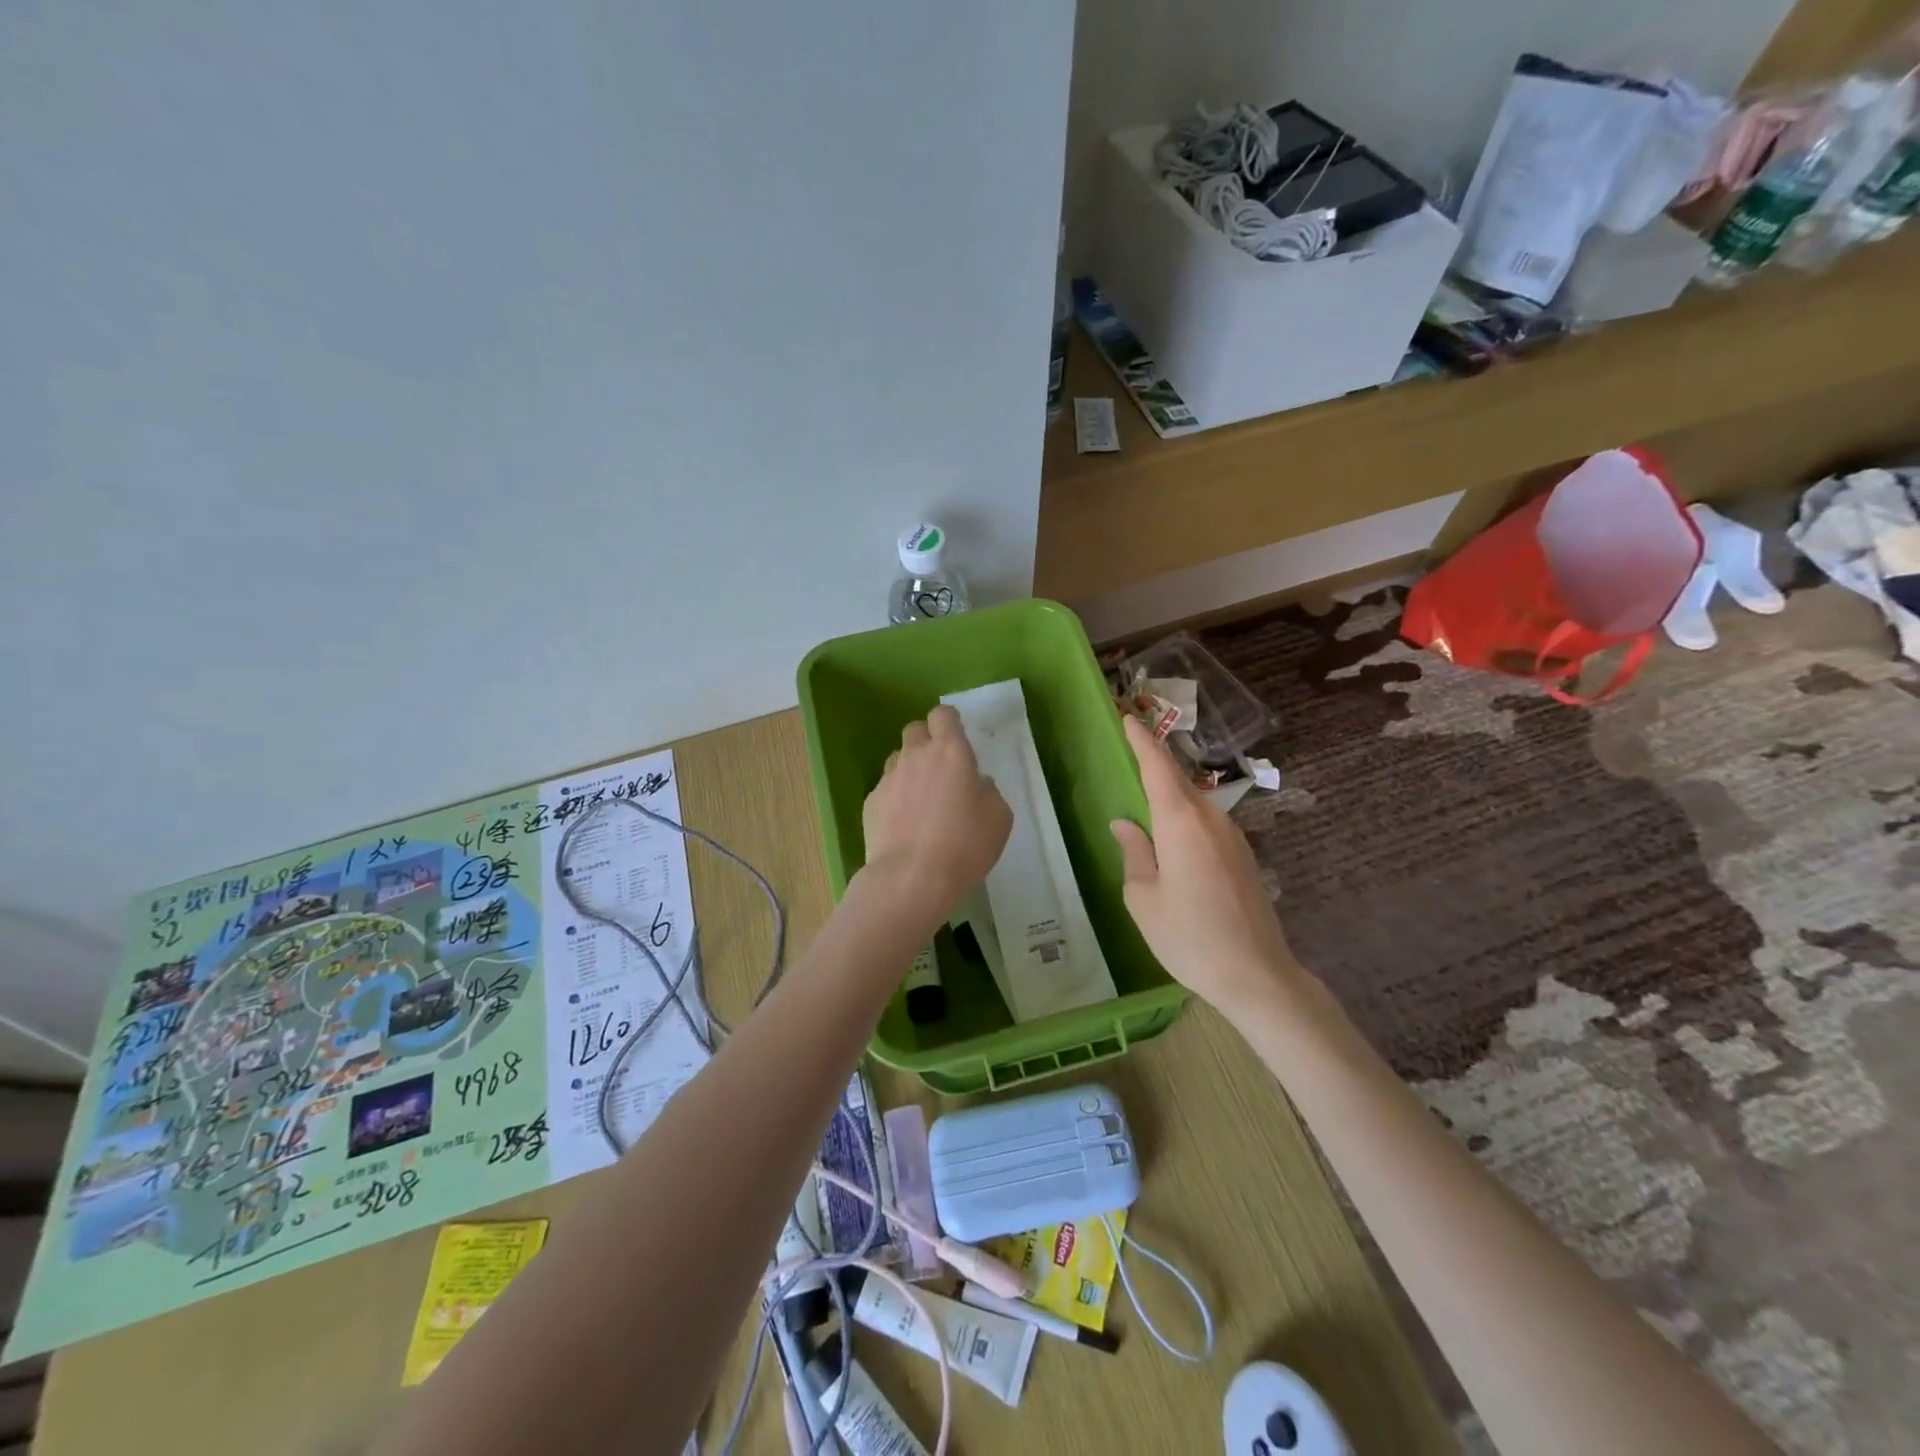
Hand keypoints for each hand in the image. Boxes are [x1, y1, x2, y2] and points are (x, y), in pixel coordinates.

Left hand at [861, 705, 1011, 917]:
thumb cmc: (965, 844)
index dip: (949, 722)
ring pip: (897, 758)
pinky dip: (894, 798)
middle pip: (915, 729)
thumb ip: (987, 791)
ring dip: (909, 768)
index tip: (957, 738)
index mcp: (950, 751)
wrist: (912, 877)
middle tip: (940, 767)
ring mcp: (888, 778)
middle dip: (926, 740)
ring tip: (921, 798)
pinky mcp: (870, 803)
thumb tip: (975, 783)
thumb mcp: (999, 817)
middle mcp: (916, 756)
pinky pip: (885, 789)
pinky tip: (904, 824)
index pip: (943, 715)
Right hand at [1110, 715, 1301, 1014]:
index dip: (1141, 740)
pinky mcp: (1243, 855)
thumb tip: (1125, 824)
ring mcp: (1232, 836)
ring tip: (1144, 789)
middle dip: (1154, 759)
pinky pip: (1206, 821)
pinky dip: (1184, 814)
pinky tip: (1171, 831)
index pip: (1157, 767)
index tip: (1127, 717)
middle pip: (1177, 779)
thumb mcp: (1144, 898)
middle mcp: (1210, 818)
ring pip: (1193, 800)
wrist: (1256, 975)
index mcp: (1181, 822)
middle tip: (1129, 745)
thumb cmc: (1189, 937)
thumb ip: (1134, 853)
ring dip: (1169, 789)